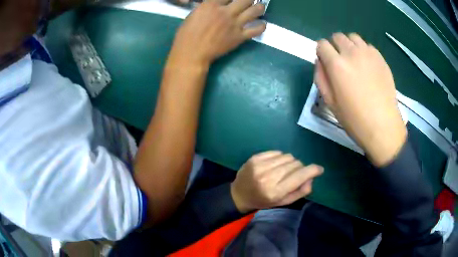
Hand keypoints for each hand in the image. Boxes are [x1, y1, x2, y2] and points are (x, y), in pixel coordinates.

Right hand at [167, 0, 266, 68]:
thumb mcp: (195, 13)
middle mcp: (226, 12)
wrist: (192, 53)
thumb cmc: (187, 34)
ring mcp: (235, 24)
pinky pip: (257, 30)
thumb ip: (208, 6)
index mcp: (212, 5)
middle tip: (249, 0)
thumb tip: (218, 4)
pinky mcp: (239, 37)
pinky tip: (261, 24)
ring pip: (255, 11)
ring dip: (259, 7)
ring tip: (259, 7)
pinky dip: (261, 26)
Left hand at [231, 151, 323, 212]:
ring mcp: (260, 166)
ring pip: (287, 156)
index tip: (319, 169)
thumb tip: (311, 177)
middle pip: (295, 164)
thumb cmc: (263, 201)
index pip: (300, 176)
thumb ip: (300, 192)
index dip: (313, 170)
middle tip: (294, 175)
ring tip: (283, 171)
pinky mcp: (255, 158)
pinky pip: (277, 152)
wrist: (239, 194)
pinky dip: (280, 158)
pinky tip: (275, 165)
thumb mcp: (283, 202)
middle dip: (300, 168)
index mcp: (275, 191)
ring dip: (290, 163)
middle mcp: (268, 177)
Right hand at [315, 33, 406, 166]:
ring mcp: (368, 53)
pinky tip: (367, 66)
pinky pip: (367, 45)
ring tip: (354, 61)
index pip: (321, 44)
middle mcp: (351, 53)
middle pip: (337, 36)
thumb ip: (320, 77)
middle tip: (340, 62)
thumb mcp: (330, 102)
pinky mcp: (380, 57)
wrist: (383, 125)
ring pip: (353, 37)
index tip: (326, 63)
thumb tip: (320, 62)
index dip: (321, 52)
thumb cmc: (354, 118)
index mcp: (336, 64)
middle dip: (334, 46)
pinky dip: (363, 50)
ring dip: (349, 45)